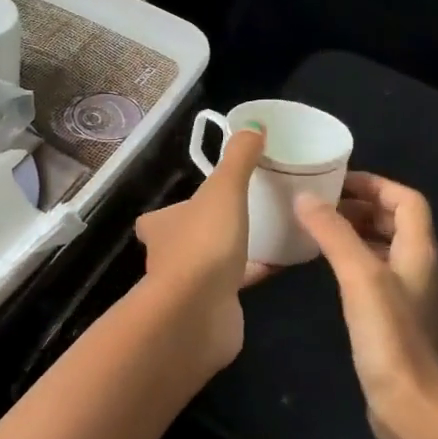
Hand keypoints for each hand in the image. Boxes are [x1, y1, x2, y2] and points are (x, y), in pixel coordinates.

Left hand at [134, 129, 269, 371]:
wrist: (198, 312)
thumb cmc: (204, 244)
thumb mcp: (224, 190)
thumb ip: (238, 159)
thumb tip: (253, 126)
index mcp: (161, 227)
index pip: (159, 217)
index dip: (177, 209)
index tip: (201, 201)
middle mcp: (166, 257)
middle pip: (185, 239)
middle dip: (207, 230)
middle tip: (241, 215)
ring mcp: (187, 287)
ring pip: (209, 264)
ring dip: (229, 254)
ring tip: (264, 236)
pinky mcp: (211, 309)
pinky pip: (233, 286)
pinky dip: (251, 275)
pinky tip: (278, 266)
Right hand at [295, 173, 437, 438]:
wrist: (414, 410)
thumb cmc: (392, 339)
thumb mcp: (361, 277)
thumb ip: (334, 235)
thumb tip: (305, 198)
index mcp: (418, 252)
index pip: (407, 201)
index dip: (376, 184)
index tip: (336, 181)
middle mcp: (417, 269)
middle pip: (396, 222)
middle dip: (361, 207)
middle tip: (319, 204)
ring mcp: (405, 297)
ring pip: (382, 250)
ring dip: (355, 234)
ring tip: (316, 230)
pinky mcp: (391, 322)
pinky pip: (372, 277)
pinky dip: (351, 263)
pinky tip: (325, 272)